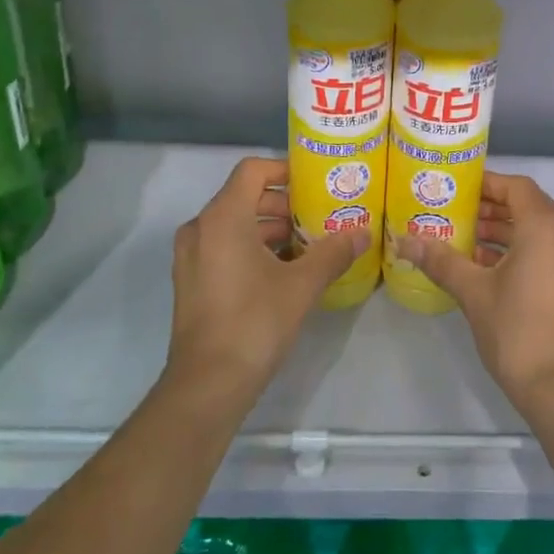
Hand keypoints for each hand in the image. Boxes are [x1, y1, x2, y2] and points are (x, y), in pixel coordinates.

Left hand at [167, 157, 366, 398]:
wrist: (208, 383)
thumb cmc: (255, 321)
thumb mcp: (302, 284)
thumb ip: (333, 253)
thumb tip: (362, 234)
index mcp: (223, 217)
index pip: (252, 170)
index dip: (284, 170)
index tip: (314, 183)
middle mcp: (201, 228)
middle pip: (244, 197)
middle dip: (283, 203)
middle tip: (319, 215)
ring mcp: (191, 256)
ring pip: (234, 224)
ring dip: (269, 228)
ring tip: (308, 244)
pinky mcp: (191, 280)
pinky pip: (223, 247)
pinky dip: (251, 247)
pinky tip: (283, 270)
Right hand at [395, 173, 553, 420]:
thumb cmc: (518, 331)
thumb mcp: (473, 292)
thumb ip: (441, 260)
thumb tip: (404, 240)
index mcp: (547, 228)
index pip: (516, 187)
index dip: (486, 183)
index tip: (456, 188)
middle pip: (528, 206)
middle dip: (491, 208)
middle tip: (454, 212)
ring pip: (538, 231)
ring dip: (504, 230)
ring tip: (464, 238)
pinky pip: (547, 251)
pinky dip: (520, 250)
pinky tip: (485, 266)